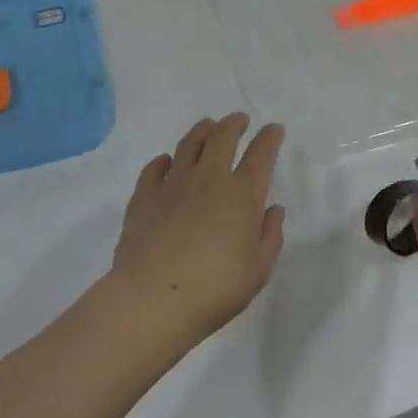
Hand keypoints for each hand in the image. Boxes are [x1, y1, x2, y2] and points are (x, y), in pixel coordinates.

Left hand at [110, 114, 285, 348]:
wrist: (154, 298)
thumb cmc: (216, 289)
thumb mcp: (258, 270)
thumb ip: (270, 236)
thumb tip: (273, 210)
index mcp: (242, 194)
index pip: (261, 154)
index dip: (269, 138)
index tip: (273, 129)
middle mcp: (209, 178)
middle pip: (222, 137)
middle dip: (234, 123)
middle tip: (239, 119)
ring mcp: (173, 183)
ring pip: (189, 144)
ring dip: (202, 130)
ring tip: (208, 126)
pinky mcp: (144, 195)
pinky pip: (155, 167)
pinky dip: (164, 160)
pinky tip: (167, 162)